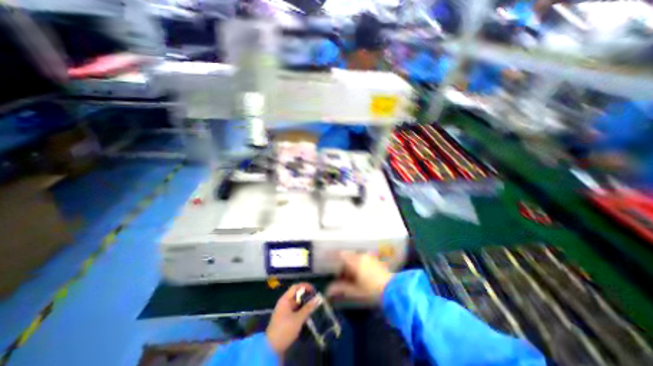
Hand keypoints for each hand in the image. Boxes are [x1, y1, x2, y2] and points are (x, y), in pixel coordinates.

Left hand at [265, 283, 319, 353]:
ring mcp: (284, 311)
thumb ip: (308, 308)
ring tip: (314, 306)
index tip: (314, 290)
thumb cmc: (284, 330)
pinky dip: (301, 310)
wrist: (271, 349)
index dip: (305, 286)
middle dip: (306, 295)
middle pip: (296, 295)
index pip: (296, 287)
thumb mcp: (298, 319)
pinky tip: (308, 314)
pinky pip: (295, 310)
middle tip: (316, 299)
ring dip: (304, 303)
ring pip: (296, 303)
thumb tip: (318, 298)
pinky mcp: (285, 319)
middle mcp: (284, 303)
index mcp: (285, 299)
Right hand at [326, 252, 391, 302]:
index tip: (327, 259)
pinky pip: (363, 260)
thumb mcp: (355, 291)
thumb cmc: (372, 290)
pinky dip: (358, 265)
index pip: (341, 254)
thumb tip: (328, 290)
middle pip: (348, 257)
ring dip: (351, 265)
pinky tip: (359, 275)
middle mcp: (362, 256)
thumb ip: (341, 289)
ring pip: (356, 258)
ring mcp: (370, 257)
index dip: (333, 256)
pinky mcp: (376, 261)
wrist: (394, 290)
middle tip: (339, 275)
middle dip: (342, 264)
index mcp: (355, 261)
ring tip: (349, 277)